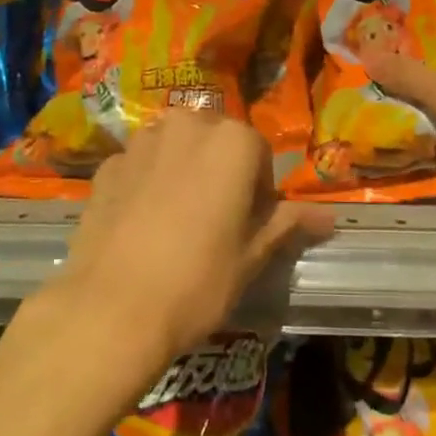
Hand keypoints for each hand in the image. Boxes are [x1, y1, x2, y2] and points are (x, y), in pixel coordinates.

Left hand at [56, 111, 333, 360]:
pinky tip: (140, 226)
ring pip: (174, 147)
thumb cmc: (198, 281)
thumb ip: (288, 224)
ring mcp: (141, 142)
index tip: (250, 226)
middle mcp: (187, 125)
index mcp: (232, 141)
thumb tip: (329, 217)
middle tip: (216, 221)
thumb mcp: (252, 256)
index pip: (260, 154)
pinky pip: (138, 166)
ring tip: (175, 222)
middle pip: (215, 141)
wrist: (111, 310)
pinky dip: (145, 183)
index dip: (259, 191)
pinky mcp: (106, 165)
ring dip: (182, 171)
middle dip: (220, 171)